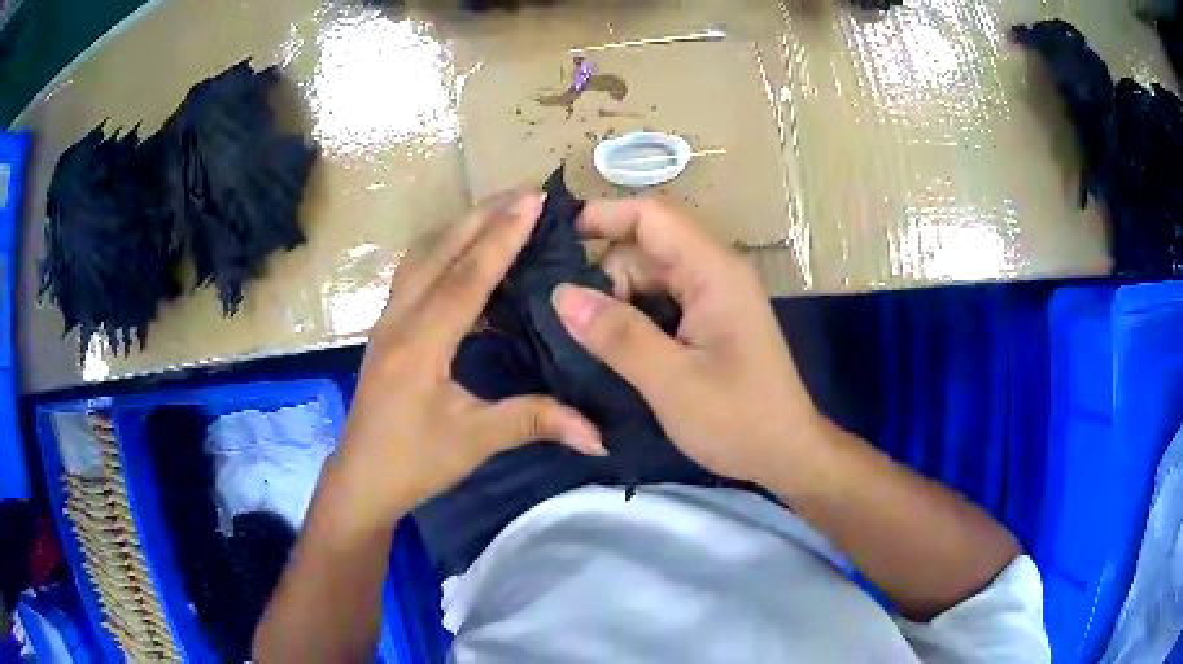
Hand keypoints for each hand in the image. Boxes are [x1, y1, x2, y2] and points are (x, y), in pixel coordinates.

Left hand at [336, 190, 606, 529]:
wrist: (362, 478)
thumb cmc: (413, 462)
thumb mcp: (474, 442)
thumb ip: (534, 423)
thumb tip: (599, 436)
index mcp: (420, 344)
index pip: (466, 277)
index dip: (501, 237)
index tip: (533, 200)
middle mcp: (399, 319)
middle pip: (439, 251)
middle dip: (482, 215)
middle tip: (524, 191)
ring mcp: (388, 320)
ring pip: (422, 256)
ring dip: (460, 227)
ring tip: (500, 211)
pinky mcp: (387, 328)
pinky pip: (415, 272)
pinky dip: (445, 251)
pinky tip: (467, 255)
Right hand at [552, 199, 818, 486]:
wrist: (786, 454)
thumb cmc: (738, 420)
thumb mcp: (672, 382)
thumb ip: (618, 335)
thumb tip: (561, 294)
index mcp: (713, 272)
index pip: (651, 216)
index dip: (601, 216)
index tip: (553, 242)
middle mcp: (714, 273)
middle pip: (645, 248)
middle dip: (604, 277)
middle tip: (573, 326)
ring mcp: (713, 297)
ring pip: (648, 278)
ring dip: (616, 302)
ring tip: (588, 344)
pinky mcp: (708, 321)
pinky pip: (660, 303)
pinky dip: (633, 318)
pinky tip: (612, 349)